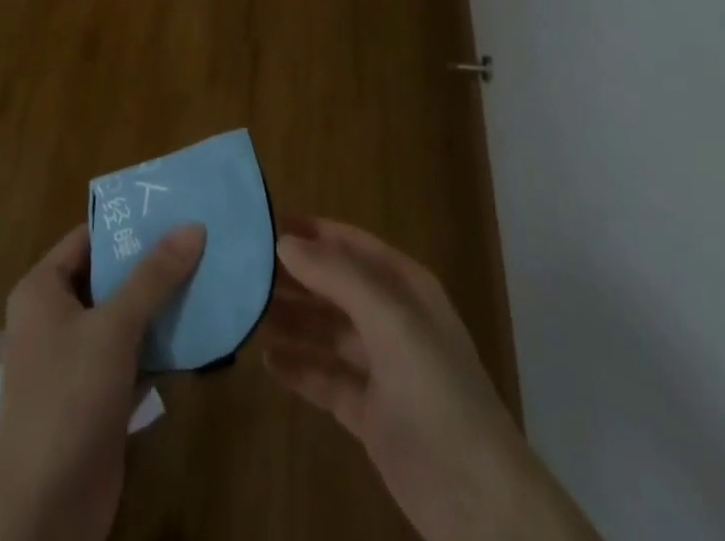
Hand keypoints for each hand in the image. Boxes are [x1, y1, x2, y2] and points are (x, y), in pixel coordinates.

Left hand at [0, 222, 206, 540]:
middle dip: (153, 262)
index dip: (129, 222)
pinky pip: (132, 353)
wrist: (45, 511)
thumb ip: (153, 275)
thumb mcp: (113, 327)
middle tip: (201, 238)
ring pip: (124, 315)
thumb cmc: (69, 398)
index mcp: (43, 289)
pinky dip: (160, 343)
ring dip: (161, 303)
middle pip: (109, 274)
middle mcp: (55, 316)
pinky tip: (200, 330)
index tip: (174, 207)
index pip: (89, 237)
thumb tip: (193, 225)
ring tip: (209, 275)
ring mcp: (75, 358)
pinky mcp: (96, 394)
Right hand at [266, 217, 600, 540]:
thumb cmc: (436, 392)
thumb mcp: (389, 321)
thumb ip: (337, 277)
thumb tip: (284, 241)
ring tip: (247, 311)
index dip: (313, 232)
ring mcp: (381, 369)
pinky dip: (299, 368)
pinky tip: (267, 361)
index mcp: (406, 288)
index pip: (352, 245)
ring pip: (327, 331)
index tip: (267, 223)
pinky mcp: (369, 414)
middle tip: (245, 269)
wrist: (479, 502)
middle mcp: (392, 320)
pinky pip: (326, 379)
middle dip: (296, 276)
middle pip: (336, 286)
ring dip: (293, 320)